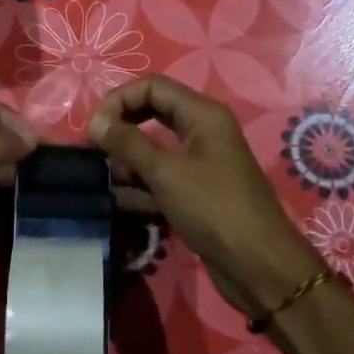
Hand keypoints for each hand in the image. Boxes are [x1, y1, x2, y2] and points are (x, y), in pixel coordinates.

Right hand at [89, 76, 322, 319]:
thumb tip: (95, 122)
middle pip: (151, 114)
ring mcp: (200, 162)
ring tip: (114, 184)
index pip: (152, 87)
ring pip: (153, 149)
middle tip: (97, 151)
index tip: (94, 128)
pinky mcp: (196, 191)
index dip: (119, 100)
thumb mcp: (165, 172)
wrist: (258, 266)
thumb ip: (127, 143)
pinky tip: (126, 204)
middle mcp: (202, 131)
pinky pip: (161, 177)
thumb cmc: (213, 208)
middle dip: (122, 131)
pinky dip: (142, 187)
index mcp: (202, 114)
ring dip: (129, 163)